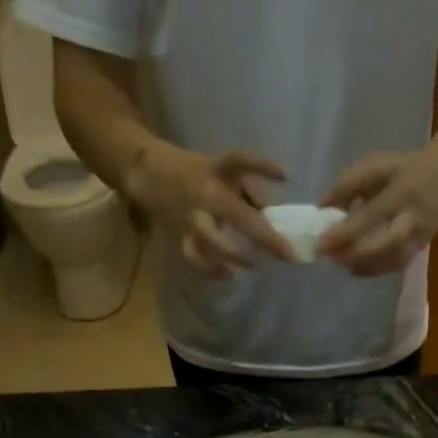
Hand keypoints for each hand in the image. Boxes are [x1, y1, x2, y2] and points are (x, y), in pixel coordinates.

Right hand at [130, 143, 294, 277]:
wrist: (150, 173)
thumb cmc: (198, 175)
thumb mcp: (224, 174)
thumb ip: (250, 193)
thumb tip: (277, 218)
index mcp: (218, 171)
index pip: (240, 161)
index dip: (262, 167)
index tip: (284, 175)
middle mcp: (206, 194)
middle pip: (236, 214)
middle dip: (263, 236)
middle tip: (287, 254)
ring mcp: (192, 216)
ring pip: (210, 239)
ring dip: (232, 255)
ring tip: (252, 266)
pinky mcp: (181, 235)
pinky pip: (195, 256)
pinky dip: (210, 269)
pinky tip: (228, 275)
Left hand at [317, 143, 437, 276]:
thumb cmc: (407, 167)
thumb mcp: (378, 165)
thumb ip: (350, 184)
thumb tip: (323, 207)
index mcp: (400, 191)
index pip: (370, 215)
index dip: (345, 231)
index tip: (321, 242)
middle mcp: (411, 217)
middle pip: (385, 243)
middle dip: (356, 254)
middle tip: (330, 259)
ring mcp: (419, 236)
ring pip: (392, 260)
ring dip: (364, 266)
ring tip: (339, 264)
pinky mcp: (420, 248)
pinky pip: (396, 265)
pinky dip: (374, 270)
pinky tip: (355, 269)